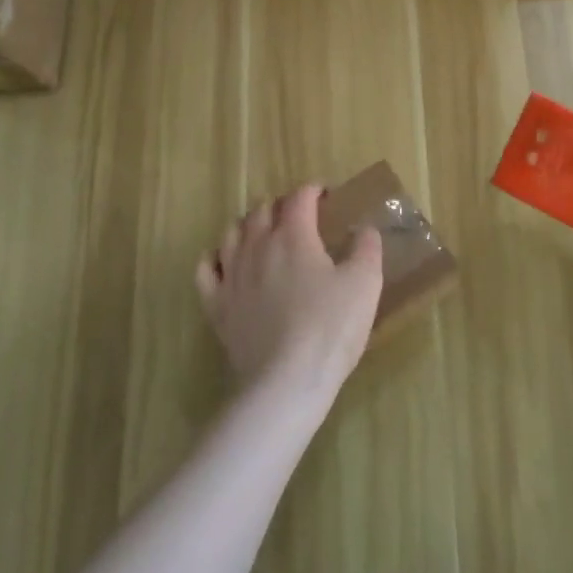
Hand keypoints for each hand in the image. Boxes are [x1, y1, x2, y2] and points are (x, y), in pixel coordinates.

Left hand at [196, 185, 384, 406]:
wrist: (285, 382)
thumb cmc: (330, 328)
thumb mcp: (365, 284)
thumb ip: (366, 249)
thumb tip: (365, 228)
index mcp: (294, 236)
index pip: (300, 198)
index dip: (313, 190)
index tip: (326, 194)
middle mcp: (257, 246)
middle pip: (262, 210)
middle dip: (281, 205)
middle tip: (298, 215)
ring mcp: (232, 275)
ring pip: (232, 233)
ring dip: (248, 224)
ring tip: (262, 231)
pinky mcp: (217, 306)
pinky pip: (206, 269)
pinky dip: (215, 257)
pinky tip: (225, 261)